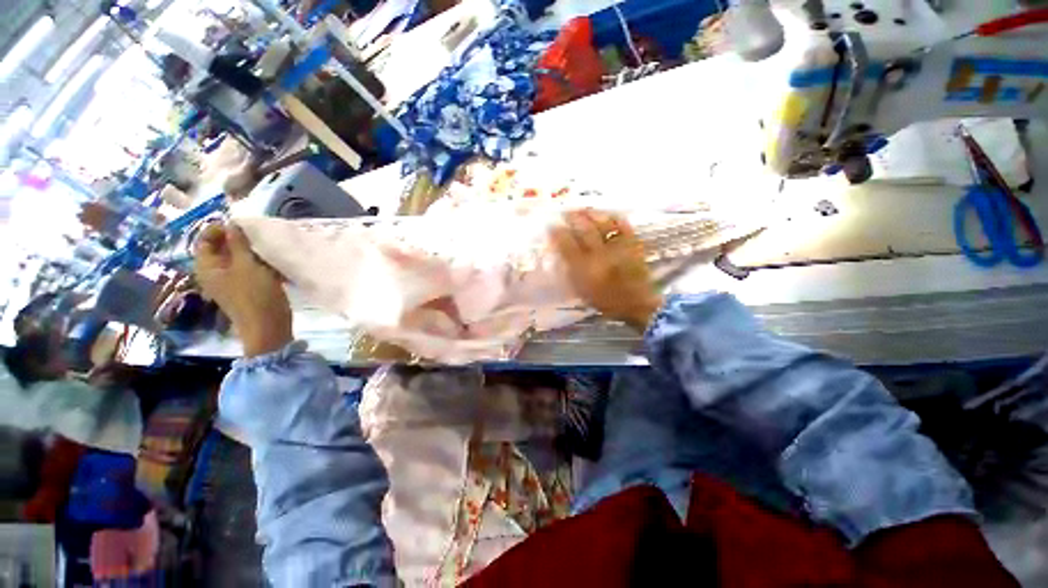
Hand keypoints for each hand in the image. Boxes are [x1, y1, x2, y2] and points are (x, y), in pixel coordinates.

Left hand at [193, 223, 292, 356]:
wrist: (268, 325)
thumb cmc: (254, 294)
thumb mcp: (247, 265)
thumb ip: (239, 243)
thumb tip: (232, 223)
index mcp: (207, 267)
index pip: (205, 240)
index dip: (218, 229)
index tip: (240, 224)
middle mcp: (216, 273)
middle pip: (222, 249)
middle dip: (239, 240)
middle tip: (258, 234)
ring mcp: (232, 282)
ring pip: (239, 259)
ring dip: (252, 252)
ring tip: (268, 247)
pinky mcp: (248, 288)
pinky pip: (251, 269)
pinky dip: (260, 264)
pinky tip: (274, 263)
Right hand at [550, 210, 663, 330]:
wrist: (637, 304)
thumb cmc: (606, 301)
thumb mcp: (582, 290)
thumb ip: (572, 272)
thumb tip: (562, 252)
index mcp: (586, 270)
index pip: (568, 246)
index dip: (558, 234)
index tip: (552, 226)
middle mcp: (601, 256)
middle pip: (585, 231)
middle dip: (573, 218)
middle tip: (565, 212)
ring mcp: (618, 248)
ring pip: (603, 224)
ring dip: (591, 214)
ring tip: (582, 210)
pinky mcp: (633, 244)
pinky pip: (623, 226)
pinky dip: (614, 218)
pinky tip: (607, 214)